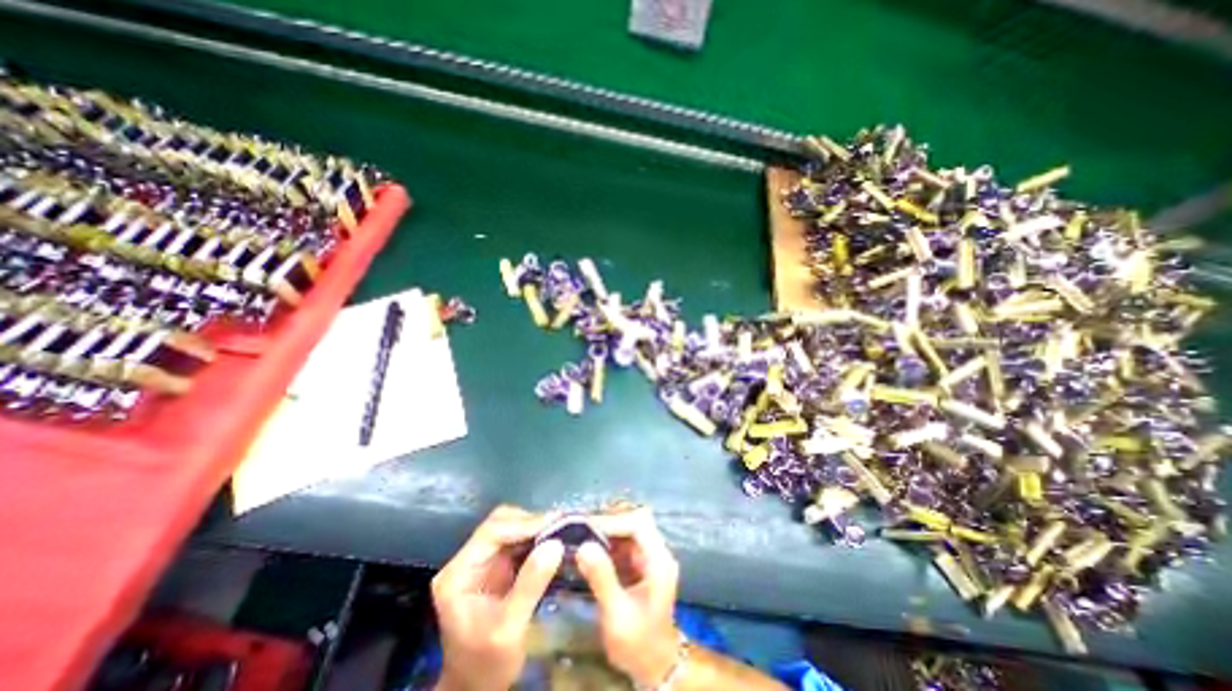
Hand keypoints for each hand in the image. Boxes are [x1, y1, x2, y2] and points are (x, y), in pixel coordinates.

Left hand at [430, 501, 563, 689]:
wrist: (477, 689)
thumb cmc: (487, 665)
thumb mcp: (509, 629)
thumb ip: (530, 585)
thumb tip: (556, 544)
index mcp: (458, 574)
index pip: (491, 532)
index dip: (524, 524)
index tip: (555, 523)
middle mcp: (468, 560)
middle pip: (500, 523)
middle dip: (531, 521)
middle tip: (561, 525)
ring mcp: (482, 561)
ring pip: (510, 526)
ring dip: (536, 526)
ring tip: (562, 529)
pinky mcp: (497, 565)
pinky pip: (518, 540)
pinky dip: (537, 536)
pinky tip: (555, 539)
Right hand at [578, 505, 681, 688]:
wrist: (654, 666)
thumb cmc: (638, 643)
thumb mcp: (617, 614)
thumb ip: (602, 578)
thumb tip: (583, 546)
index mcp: (659, 561)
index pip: (639, 524)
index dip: (613, 521)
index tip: (586, 527)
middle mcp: (657, 552)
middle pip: (634, 521)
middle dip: (608, 522)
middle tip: (580, 527)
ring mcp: (649, 556)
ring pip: (628, 528)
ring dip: (606, 529)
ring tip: (580, 533)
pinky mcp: (640, 563)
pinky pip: (623, 542)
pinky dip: (606, 541)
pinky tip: (588, 547)